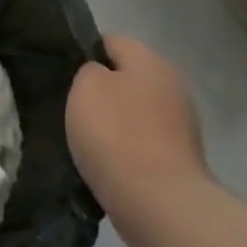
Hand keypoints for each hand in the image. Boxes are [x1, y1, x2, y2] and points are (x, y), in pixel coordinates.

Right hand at [65, 35, 210, 218]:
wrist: (160, 205)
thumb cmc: (117, 135)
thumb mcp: (86, 87)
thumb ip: (89, 71)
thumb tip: (100, 77)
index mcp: (151, 62)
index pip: (112, 41)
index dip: (85, 52)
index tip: (64, 73)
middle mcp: (173, 87)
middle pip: (128, 78)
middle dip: (103, 90)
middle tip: (73, 108)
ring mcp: (182, 126)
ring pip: (136, 112)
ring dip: (115, 123)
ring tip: (87, 141)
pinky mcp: (181, 161)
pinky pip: (144, 144)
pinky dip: (127, 151)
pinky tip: (108, 164)